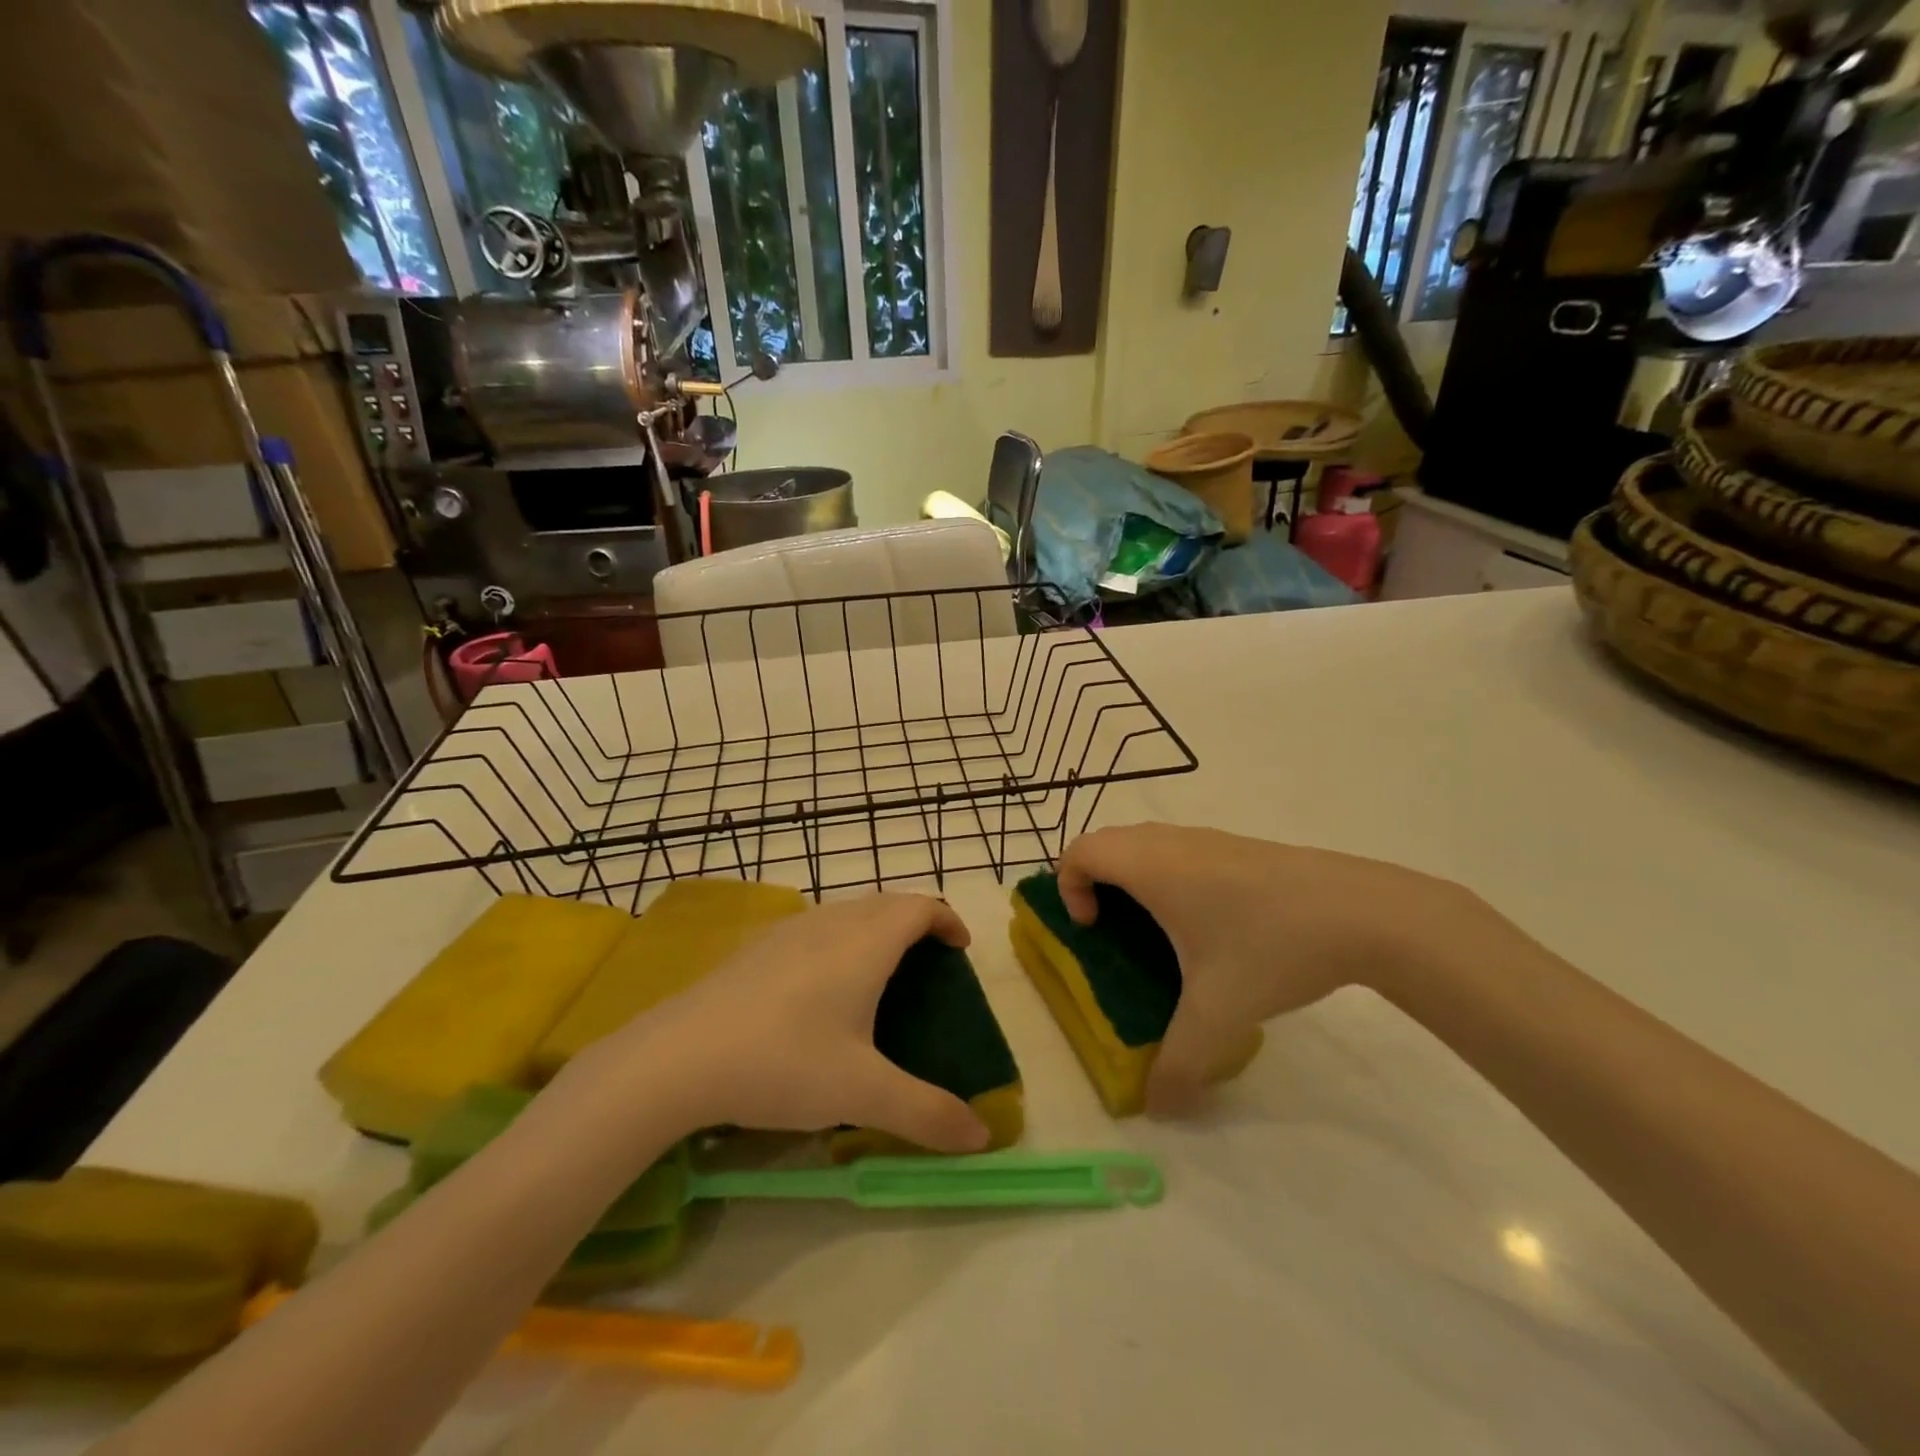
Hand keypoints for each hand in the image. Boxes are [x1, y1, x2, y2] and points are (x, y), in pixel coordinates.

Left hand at [579, 894, 991, 1154]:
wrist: (678, 1058)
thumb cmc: (783, 1063)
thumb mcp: (862, 1094)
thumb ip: (926, 1114)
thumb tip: (980, 1137)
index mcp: (865, 944)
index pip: (919, 907)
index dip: (946, 920)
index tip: (960, 949)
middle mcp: (830, 924)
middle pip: (886, 903)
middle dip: (914, 922)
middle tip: (927, 964)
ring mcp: (788, 931)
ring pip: (847, 912)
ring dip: (875, 927)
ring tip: (878, 973)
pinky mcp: (756, 948)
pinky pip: (815, 927)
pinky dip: (838, 939)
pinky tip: (819, 988)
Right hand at [1056, 825, 1480, 1114]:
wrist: (1364, 911)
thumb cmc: (1271, 946)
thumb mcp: (1219, 1013)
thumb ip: (1180, 1064)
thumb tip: (1158, 1109)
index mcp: (1152, 867)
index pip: (1082, 850)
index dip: (1069, 885)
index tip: (1092, 929)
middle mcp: (1173, 842)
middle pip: (1109, 842)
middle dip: (1095, 880)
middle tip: (1110, 931)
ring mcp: (1210, 839)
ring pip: (1147, 842)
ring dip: (1133, 877)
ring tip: (1156, 931)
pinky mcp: (1240, 846)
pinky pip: (1180, 850)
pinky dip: (1168, 875)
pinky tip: (1209, 924)